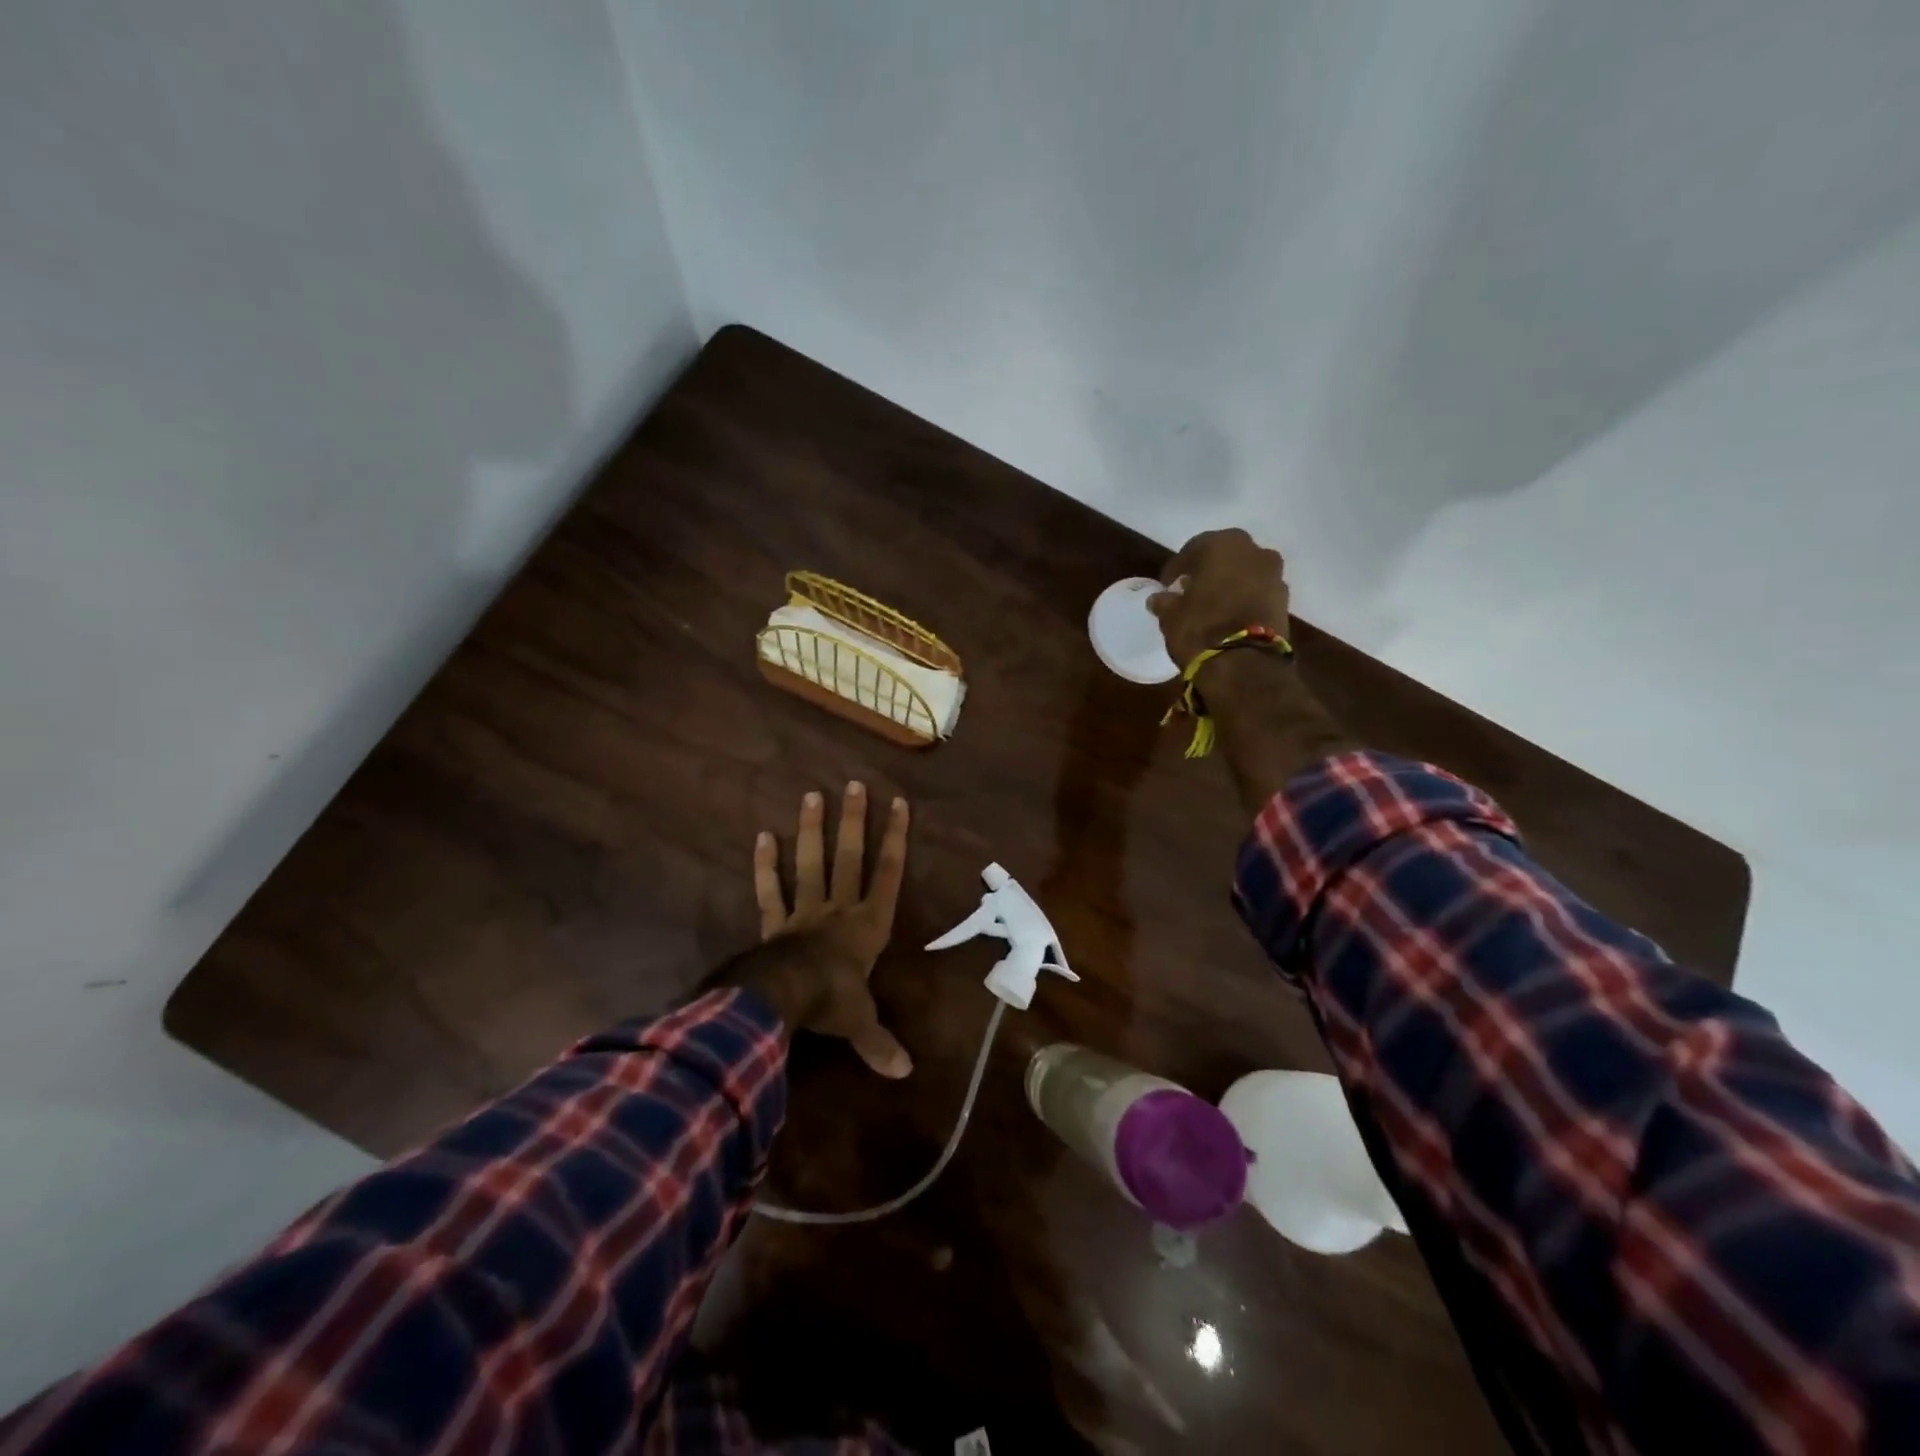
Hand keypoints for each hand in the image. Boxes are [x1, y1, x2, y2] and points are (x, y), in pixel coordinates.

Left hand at [750, 783, 912, 1078]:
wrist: (785, 998)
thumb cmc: (832, 1002)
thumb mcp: (861, 1023)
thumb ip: (880, 1043)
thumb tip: (904, 1074)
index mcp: (868, 925)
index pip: (888, 873)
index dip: (895, 838)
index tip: (899, 803)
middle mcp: (839, 909)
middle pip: (849, 857)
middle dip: (854, 821)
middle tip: (853, 784)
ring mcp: (805, 911)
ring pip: (811, 864)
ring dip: (812, 831)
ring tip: (811, 794)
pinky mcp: (775, 923)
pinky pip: (770, 891)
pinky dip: (766, 866)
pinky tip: (763, 836)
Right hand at [1148, 527, 1290, 667]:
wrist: (1245, 665)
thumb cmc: (1201, 629)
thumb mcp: (1171, 616)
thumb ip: (1165, 602)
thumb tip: (1158, 599)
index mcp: (1223, 545)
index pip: (1193, 549)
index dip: (1177, 567)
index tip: (1166, 584)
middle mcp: (1254, 551)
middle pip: (1225, 556)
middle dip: (1207, 570)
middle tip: (1190, 589)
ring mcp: (1274, 576)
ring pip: (1245, 573)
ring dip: (1229, 584)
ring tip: (1211, 604)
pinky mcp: (1285, 601)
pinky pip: (1258, 592)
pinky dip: (1244, 599)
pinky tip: (1229, 615)